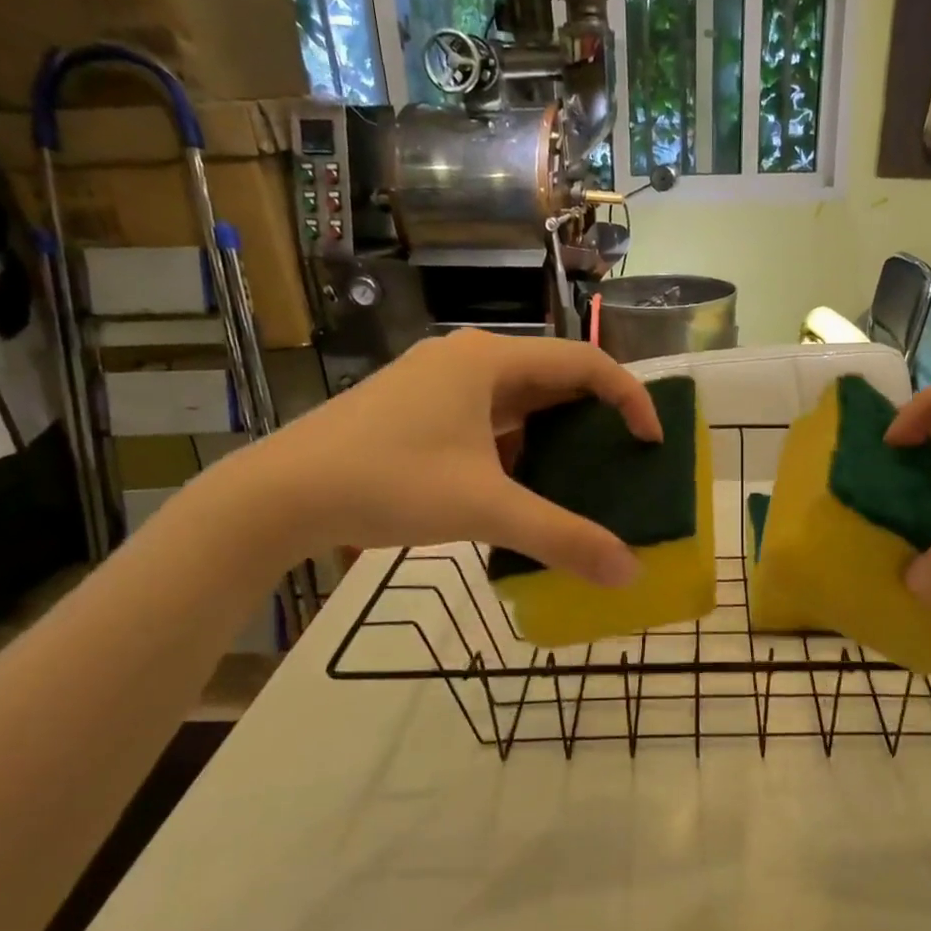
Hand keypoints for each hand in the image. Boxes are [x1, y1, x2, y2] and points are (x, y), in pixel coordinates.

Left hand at [231, 331, 658, 585]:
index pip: (585, 362)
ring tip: (577, 472)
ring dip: (553, 428)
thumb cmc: (387, 483)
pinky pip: (486, 413)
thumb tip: (629, 573)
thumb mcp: (484, 509)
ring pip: (517, 395)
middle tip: (621, 456)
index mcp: (490, 360)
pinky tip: (516, 480)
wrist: (279, 494)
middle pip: (553, 374)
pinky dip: (515, 440)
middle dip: (594, 413)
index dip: (630, 397)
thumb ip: (562, 538)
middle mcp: (467, 357)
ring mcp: (436, 380)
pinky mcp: (416, 405)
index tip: (651, 442)